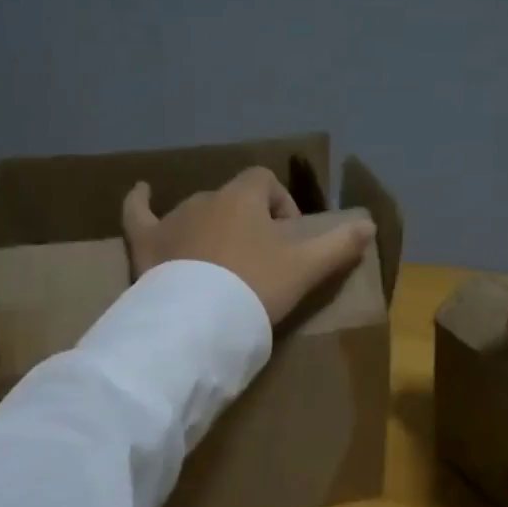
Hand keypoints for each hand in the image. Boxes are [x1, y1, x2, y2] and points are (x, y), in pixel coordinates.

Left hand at [122, 168, 374, 324]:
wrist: (198, 324)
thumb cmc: (255, 287)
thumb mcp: (306, 268)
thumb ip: (339, 245)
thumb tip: (369, 224)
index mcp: (243, 197)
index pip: (266, 182)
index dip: (280, 205)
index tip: (287, 240)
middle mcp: (205, 199)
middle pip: (232, 199)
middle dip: (247, 221)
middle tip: (258, 260)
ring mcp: (171, 220)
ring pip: (196, 211)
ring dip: (210, 226)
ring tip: (220, 262)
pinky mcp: (146, 244)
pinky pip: (138, 214)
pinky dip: (140, 202)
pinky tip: (140, 191)